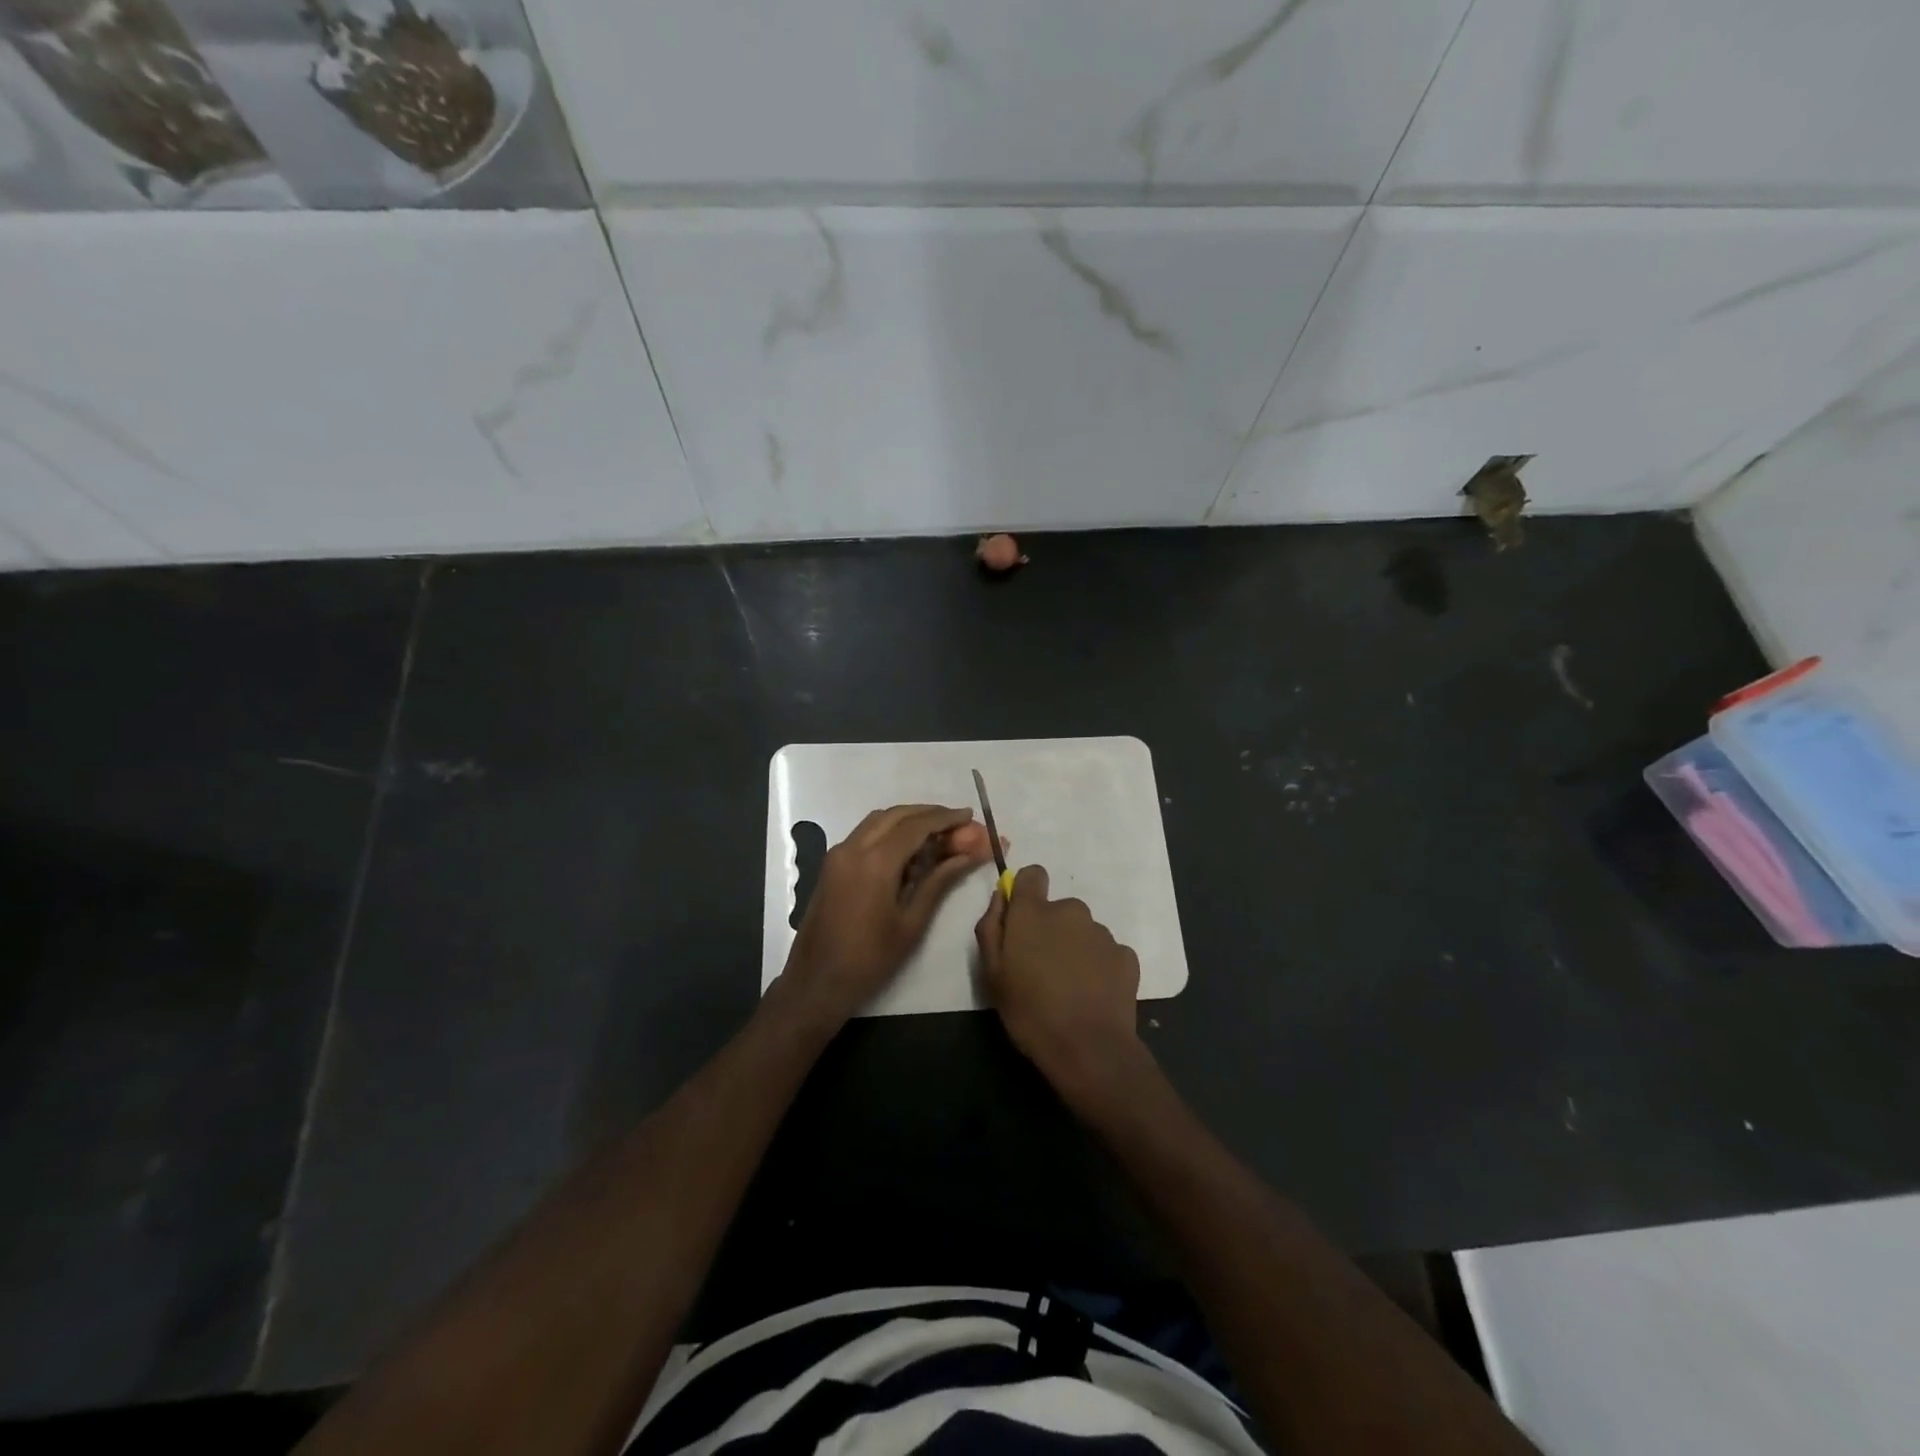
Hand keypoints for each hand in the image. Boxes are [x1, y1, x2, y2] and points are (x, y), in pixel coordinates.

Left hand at [781, 804, 994, 1021]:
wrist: (816, 983)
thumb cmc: (870, 959)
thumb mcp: (912, 922)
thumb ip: (940, 880)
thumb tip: (972, 853)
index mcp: (875, 862)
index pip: (917, 825)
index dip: (946, 818)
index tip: (970, 816)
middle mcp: (853, 847)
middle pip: (896, 815)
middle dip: (929, 814)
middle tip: (958, 823)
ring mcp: (838, 854)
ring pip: (878, 821)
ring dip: (909, 820)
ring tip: (939, 834)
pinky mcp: (832, 864)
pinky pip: (865, 834)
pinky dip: (890, 832)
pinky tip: (910, 851)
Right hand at [975, 864, 1145, 1106]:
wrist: (1088, 1049)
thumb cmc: (1029, 1011)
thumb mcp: (992, 972)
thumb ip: (991, 926)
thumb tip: (1000, 898)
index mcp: (1034, 912)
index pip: (1032, 874)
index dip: (1026, 892)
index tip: (1022, 920)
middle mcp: (1071, 911)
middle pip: (1058, 909)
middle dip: (1050, 930)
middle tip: (1043, 968)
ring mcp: (1102, 932)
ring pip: (1082, 931)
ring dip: (1075, 948)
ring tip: (1069, 987)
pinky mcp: (1126, 955)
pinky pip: (1106, 952)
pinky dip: (1099, 966)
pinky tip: (1092, 995)